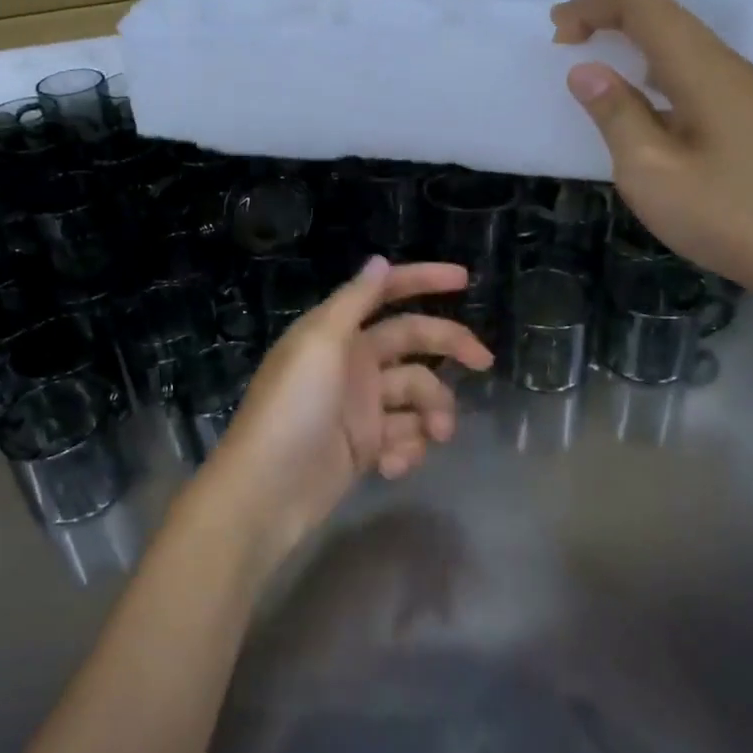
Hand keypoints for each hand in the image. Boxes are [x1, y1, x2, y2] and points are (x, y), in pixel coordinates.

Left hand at [191, 258, 493, 568]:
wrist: (267, 491)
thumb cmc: (293, 407)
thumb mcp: (320, 343)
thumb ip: (353, 301)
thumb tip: (379, 260)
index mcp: (337, 331)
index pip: (385, 293)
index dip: (422, 280)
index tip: (464, 279)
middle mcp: (352, 362)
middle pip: (413, 342)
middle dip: (449, 347)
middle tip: (484, 361)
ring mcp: (361, 406)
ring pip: (417, 394)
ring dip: (433, 412)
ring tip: (435, 435)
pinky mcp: (366, 447)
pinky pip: (404, 436)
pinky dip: (407, 449)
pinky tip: (391, 465)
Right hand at [552, 0, 752, 307]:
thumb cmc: (730, 216)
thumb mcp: (651, 172)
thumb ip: (616, 115)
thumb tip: (585, 71)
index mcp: (701, 68)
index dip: (591, 4)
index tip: (557, 38)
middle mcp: (726, 65)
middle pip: (662, 11)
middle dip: (606, 17)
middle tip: (565, 48)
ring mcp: (744, 90)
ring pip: (679, 41)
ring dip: (630, 44)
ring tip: (595, 79)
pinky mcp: (751, 116)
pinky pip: (693, 71)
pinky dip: (653, 72)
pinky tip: (642, 111)